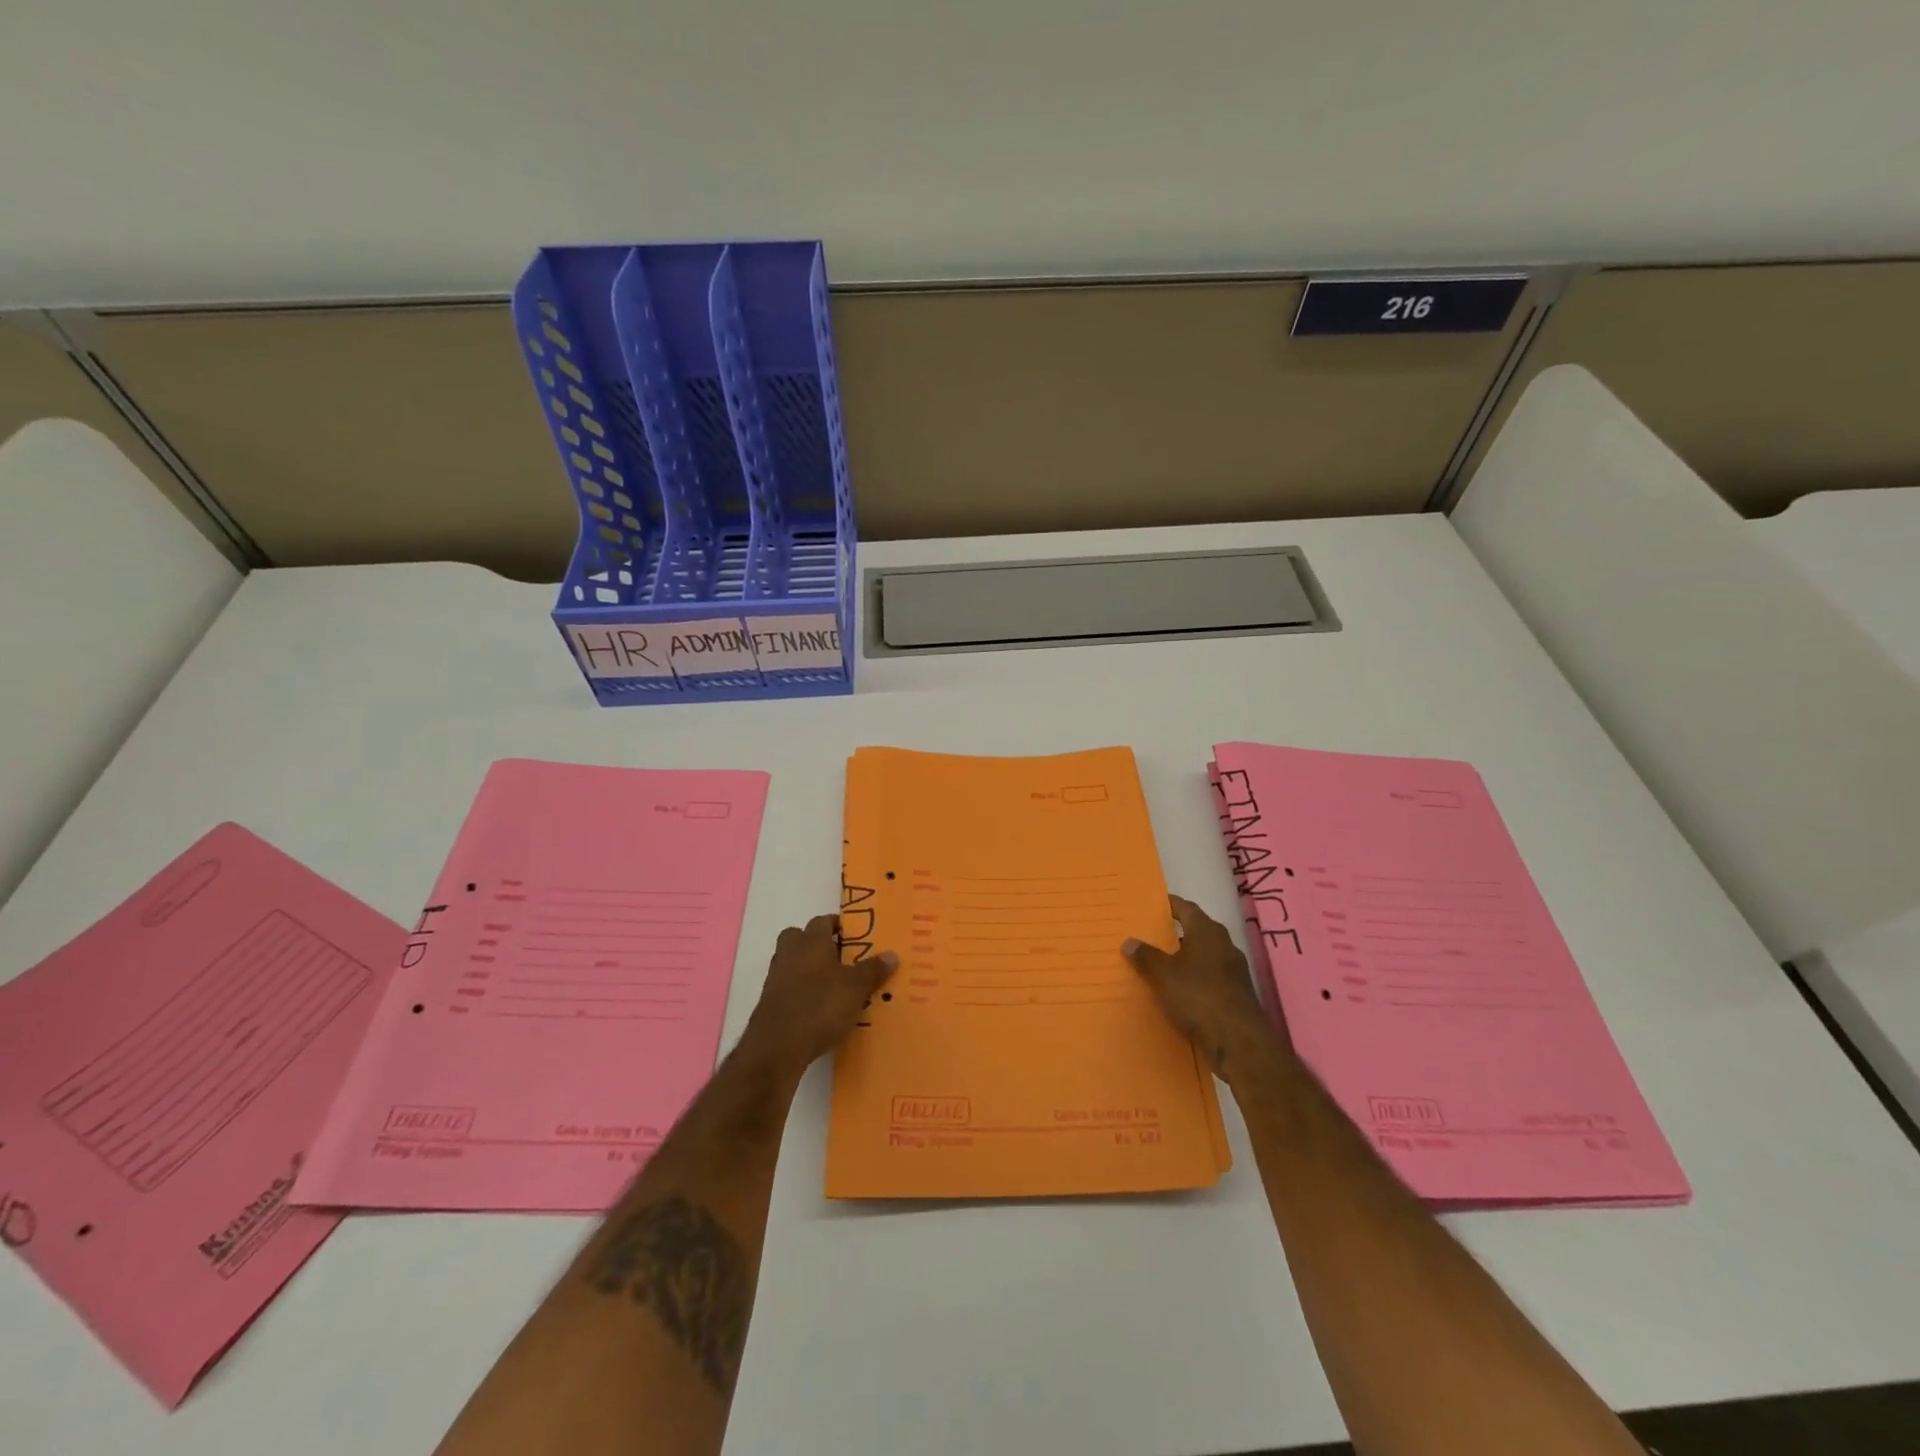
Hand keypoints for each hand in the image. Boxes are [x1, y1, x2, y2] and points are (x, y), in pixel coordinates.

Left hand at [739, 915, 896, 1075]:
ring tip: (835, 987)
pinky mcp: (770, 1003)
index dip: (839, 926)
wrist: (777, 1047)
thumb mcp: (856, 989)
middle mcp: (790, 953)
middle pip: (801, 938)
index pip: (823, 921)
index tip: (856, 937)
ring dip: (810, 970)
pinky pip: (789, 988)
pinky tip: (820, 1009)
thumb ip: (873, 970)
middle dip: (819, 945)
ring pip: (794, 963)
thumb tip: (891, 954)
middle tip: (842, 959)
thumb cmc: (820, 1006)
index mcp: (810, 941)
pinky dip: (802, 993)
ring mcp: (776, 978)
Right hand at [1124, 895, 1281, 1075]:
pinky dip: (1194, 982)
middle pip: (1196, 933)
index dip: (1169, 905)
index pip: (1186, 908)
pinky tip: (1177, 993)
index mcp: (1207, 931)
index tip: (1152, 906)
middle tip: (1149, 937)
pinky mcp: (1236, 996)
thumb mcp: (1163, 975)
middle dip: (1175, 935)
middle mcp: (1224, 945)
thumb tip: (1129, 941)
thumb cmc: (1198, 996)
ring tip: (1159, 966)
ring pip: (1203, 958)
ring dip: (1184, 961)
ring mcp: (1234, 972)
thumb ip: (1145, 957)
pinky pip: (1209, 980)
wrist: (1238, 1042)